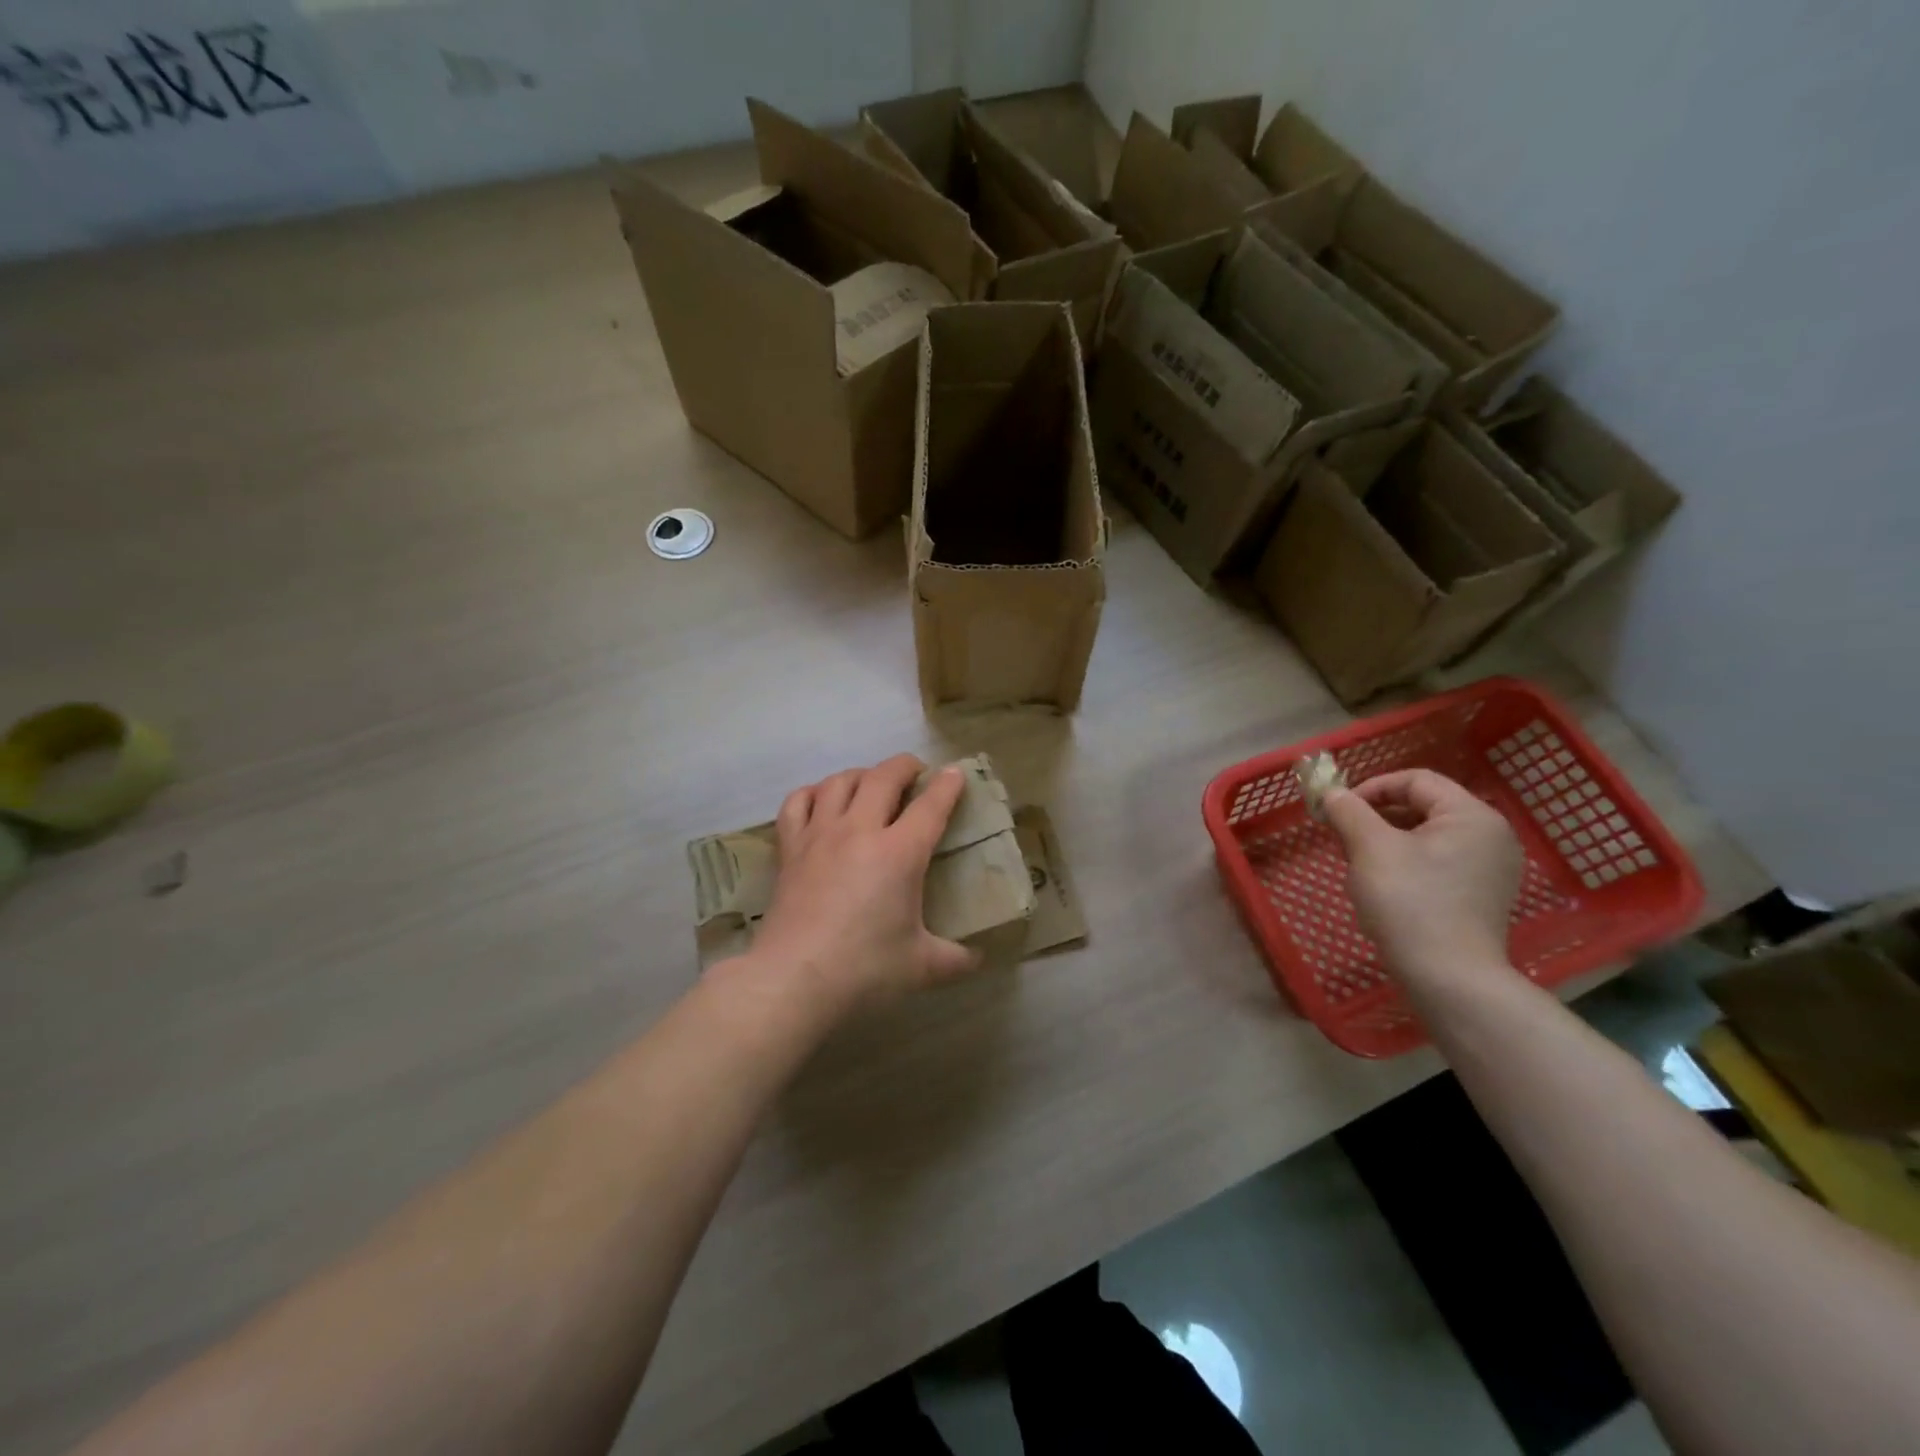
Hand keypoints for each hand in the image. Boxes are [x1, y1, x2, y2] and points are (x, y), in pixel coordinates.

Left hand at [742, 754, 980, 1019]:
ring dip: (861, 774)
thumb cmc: (864, 970)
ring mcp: (820, 836)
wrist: (793, 980)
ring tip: (871, 784)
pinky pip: (797, 802)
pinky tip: (821, 800)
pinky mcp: (790, 849)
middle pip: (883, 777)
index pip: (930, 805)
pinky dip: (812, 793)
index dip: (947, 785)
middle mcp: (860, 831)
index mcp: (900, 853)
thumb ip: (956, 959)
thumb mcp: (922, 967)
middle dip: (904, 766)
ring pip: (840, 782)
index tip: (954, 773)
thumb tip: (979, 957)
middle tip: (915, 772)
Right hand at [1322, 768, 1522, 986]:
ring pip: (1427, 835)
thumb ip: (1348, 811)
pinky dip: (1407, 862)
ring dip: (1387, 840)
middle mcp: (1491, 836)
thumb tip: (1331, 792)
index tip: (1338, 810)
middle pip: (1423, 806)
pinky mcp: (1482, 895)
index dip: (1371, 788)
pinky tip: (1384, 885)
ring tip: (1359, 862)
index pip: (1415, 780)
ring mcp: (1491, 868)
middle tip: (1343, 837)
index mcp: (1472, 815)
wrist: (1449, 978)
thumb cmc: (1410, 902)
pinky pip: (1439, 861)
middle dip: (1376, 816)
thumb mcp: (1370, 848)